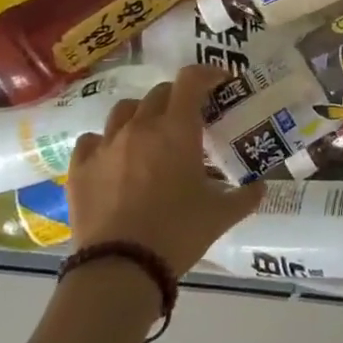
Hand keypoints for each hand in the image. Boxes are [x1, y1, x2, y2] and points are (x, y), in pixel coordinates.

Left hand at [65, 64, 262, 274]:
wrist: (120, 268)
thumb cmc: (178, 232)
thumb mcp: (221, 215)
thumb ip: (245, 196)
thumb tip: (262, 188)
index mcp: (178, 129)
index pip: (191, 80)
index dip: (207, 74)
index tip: (219, 81)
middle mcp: (141, 126)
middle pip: (159, 93)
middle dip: (177, 98)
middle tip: (189, 118)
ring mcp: (106, 145)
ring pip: (124, 110)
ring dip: (141, 114)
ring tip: (149, 134)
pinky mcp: (80, 168)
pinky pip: (91, 140)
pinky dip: (105, 142)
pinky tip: (112, 158)